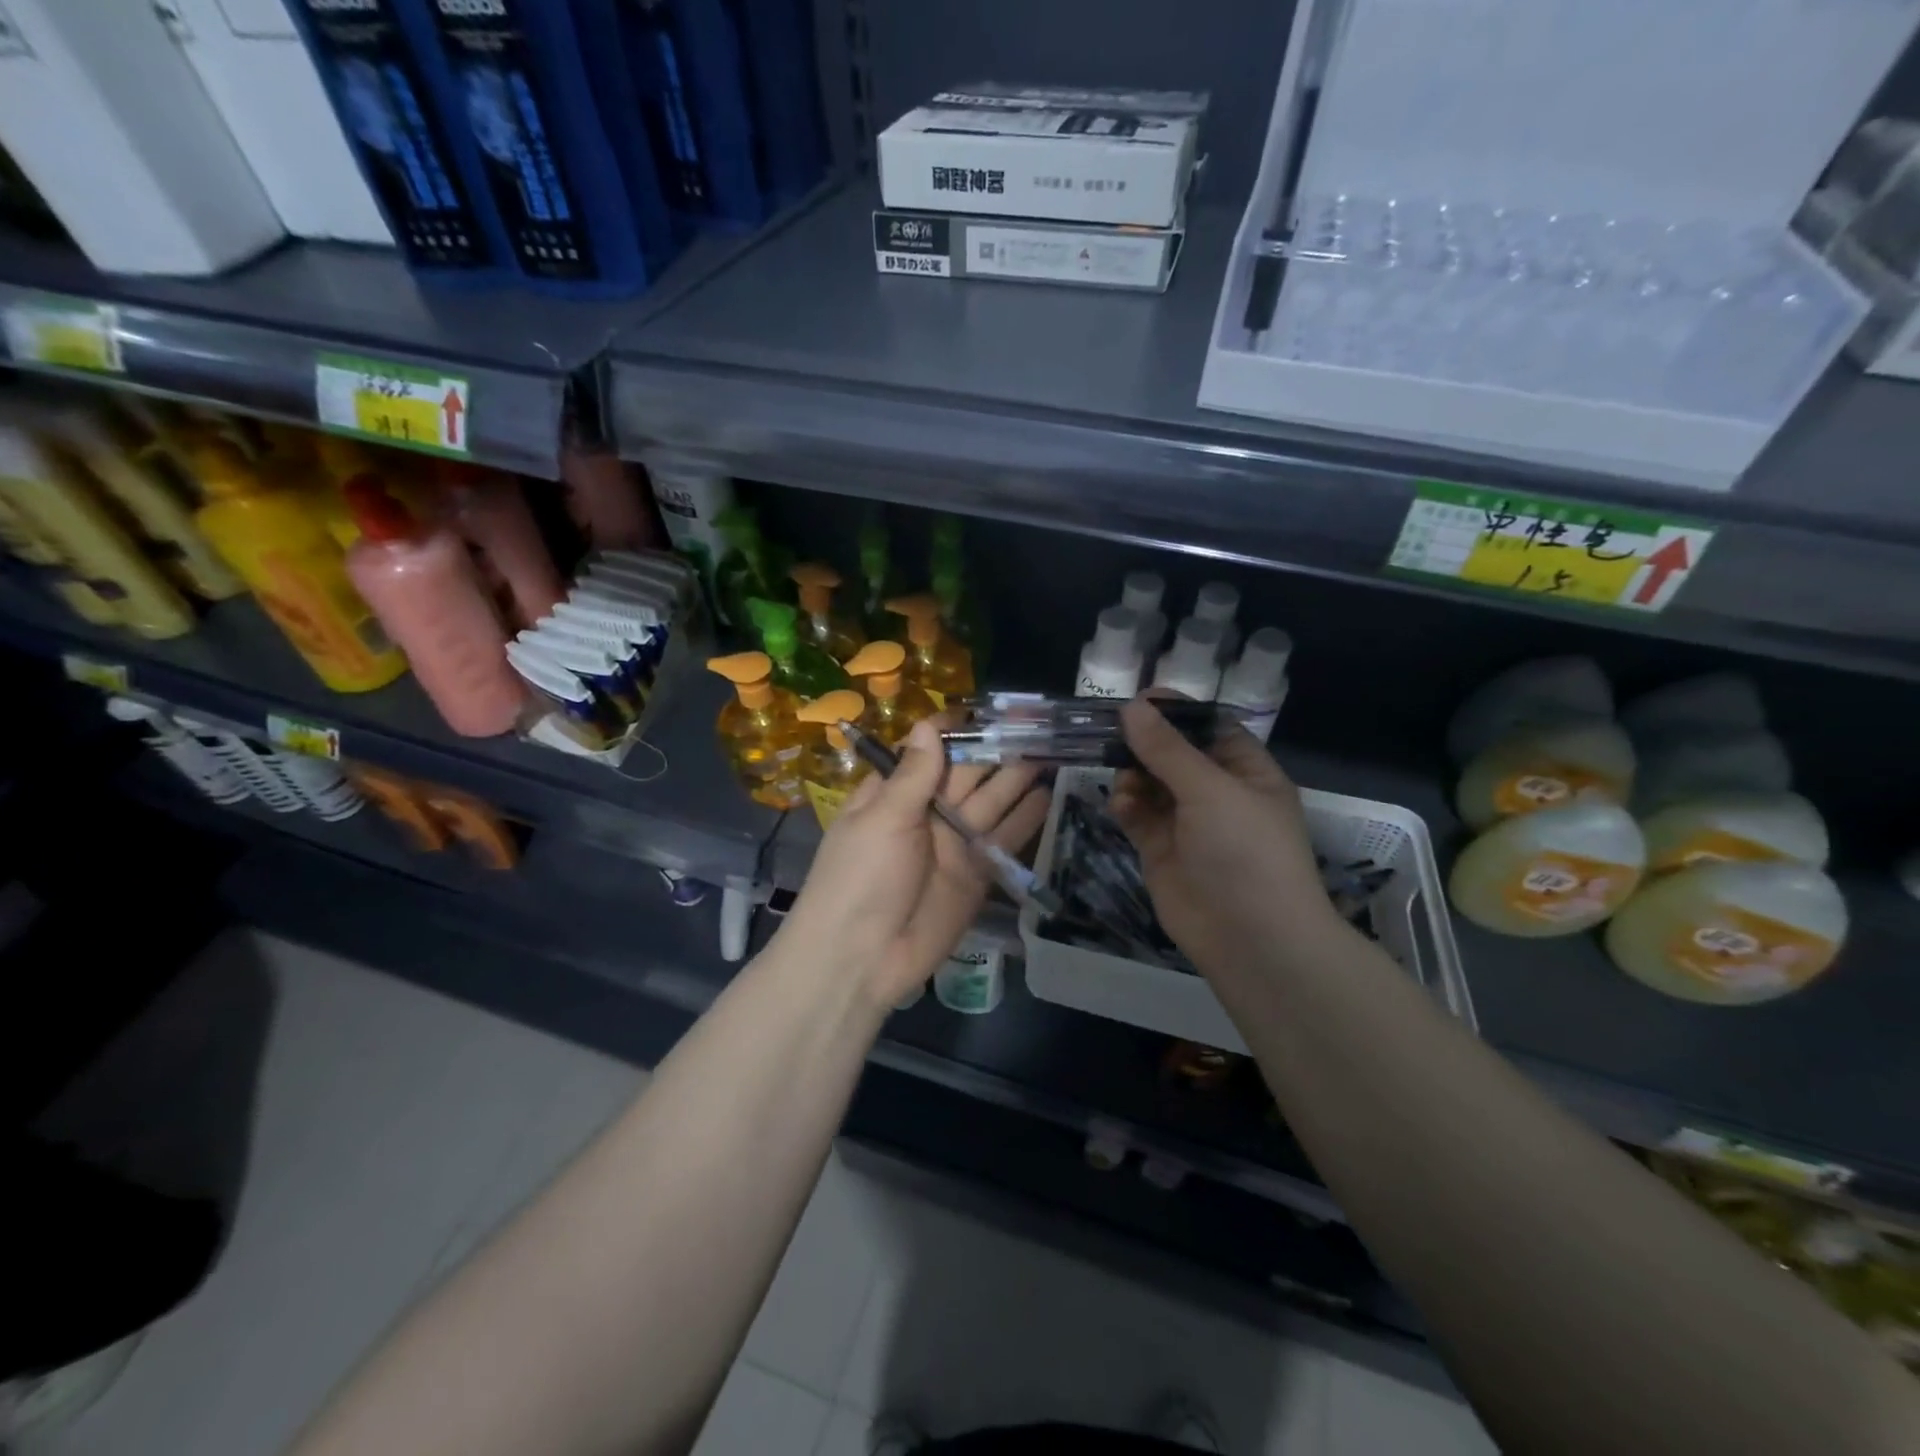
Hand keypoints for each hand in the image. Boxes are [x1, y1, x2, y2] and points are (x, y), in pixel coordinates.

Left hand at [777, 720, 1048, 1009]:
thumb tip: (927, 722)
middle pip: (967, 774)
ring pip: (991, 802)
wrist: (862, 959)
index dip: (958, 732)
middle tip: (1038, 724)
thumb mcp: (883, 819)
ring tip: (1052, 750)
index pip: (928, 752)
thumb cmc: (860, 878)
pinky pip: (1003, 840)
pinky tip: (1049, 794)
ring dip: (1018, 779)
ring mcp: (954, 844)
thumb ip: (913, 774)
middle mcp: (926, 813)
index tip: (993, 710)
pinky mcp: (977, 875)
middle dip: (998, 751)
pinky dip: (1026, 820)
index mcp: (894, 794)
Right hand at [1110, 697, 1334, 974]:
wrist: (1251, 939)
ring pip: (1149, 783)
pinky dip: (1126, 806)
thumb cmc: (1245, 852)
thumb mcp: (1210, 790)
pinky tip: (1121, 806)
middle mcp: (1217, 793)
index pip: (1208, 728)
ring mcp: (1187, 823)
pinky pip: (1137, 815)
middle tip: (1111, 733)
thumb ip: (1167, 749)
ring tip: (1124, 781)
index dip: (1176, 713)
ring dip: (1132, 775)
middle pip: (1173, 753)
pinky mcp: (1161, 849)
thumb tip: (1131, 707)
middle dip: (1144, 743)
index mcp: (1246, 771)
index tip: (1138, 700)